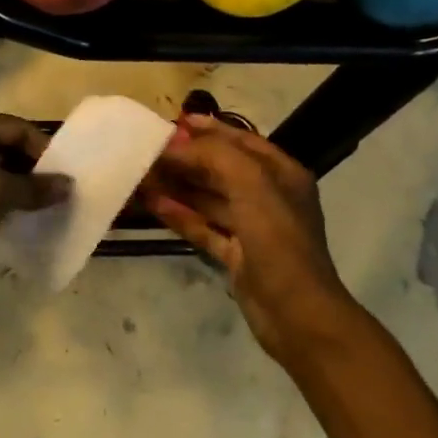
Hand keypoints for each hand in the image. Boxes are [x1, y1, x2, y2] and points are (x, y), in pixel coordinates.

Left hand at [0, 108, 70, 253]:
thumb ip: (30, 188)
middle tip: (60, 193)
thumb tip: (68, 186)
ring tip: (46, 207)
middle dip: (31, 170)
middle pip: (4, 148)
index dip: (42, 149)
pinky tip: (19, 218)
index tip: (68, 174)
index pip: (14, 128)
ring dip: (17, 188)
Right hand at [142, 114, 357, 363]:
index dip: (209, 129)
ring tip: (141, 174)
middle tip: (148, 149)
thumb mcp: (251, 185)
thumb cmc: (278, 241)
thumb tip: (175, 144)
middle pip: (220, 168)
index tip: (173, 122)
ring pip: (207, 198)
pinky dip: (179, 214)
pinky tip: (152, 204)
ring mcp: (251, 228)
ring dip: (177, 185)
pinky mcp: (235, 254)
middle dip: (186, 158)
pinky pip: (202, 226)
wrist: (296, 314)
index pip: (241, 140)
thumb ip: (214, 156)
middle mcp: (267, 196)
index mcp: (281, 174)